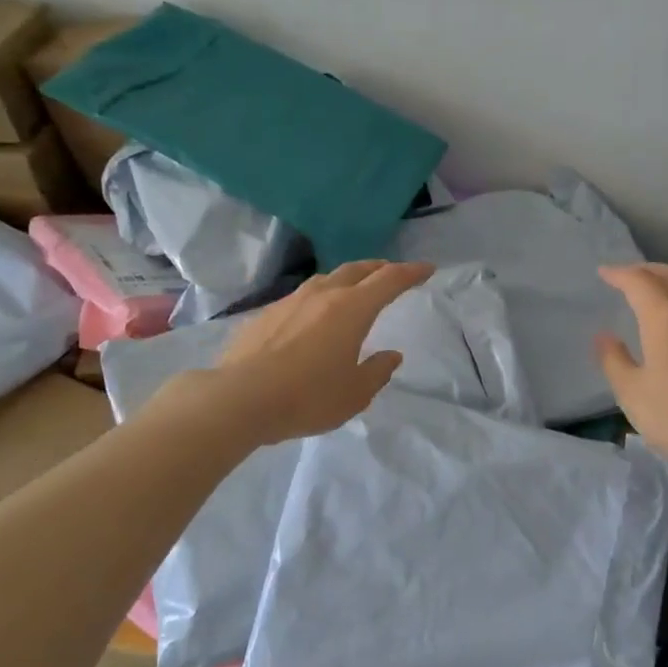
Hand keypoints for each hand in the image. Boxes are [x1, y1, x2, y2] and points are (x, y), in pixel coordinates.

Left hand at [194, 259, 435, 445]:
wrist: (240, 398)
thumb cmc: (308, 397)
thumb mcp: (355, 394)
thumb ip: (377, 372)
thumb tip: (391, 356)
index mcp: (352, 309)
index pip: (389, 280)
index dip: (411, 273)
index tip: (427, 269)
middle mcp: (322, 295)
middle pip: (357, 270)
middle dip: (378, 268)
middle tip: (391, 273)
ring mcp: (290, 301)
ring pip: (326, 280)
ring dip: (346, 280)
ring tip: (352, 291)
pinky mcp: (265, 314)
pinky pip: (300, 298)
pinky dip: (318, 299)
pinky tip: (312, 318)